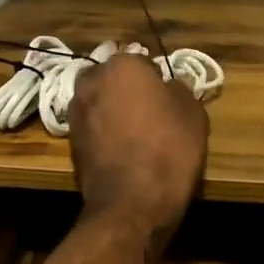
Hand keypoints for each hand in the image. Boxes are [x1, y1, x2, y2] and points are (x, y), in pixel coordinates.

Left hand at [68, 53, 208, 234]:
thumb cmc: (169, 149)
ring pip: (100, 102)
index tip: (168, 100)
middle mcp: (92, 81)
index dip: (158, 81)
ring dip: (113, 111)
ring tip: (136, 135)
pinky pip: (93, 127)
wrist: (133, 202)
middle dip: (128, 91)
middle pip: (114, 79)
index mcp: (123, 65)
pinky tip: (122, 151)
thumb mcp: (193, 113)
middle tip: (151, 114)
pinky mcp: (70, 141)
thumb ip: (179, 90)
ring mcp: (76, 111)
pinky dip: (104, 133)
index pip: (143, 62)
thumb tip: (168, 87)